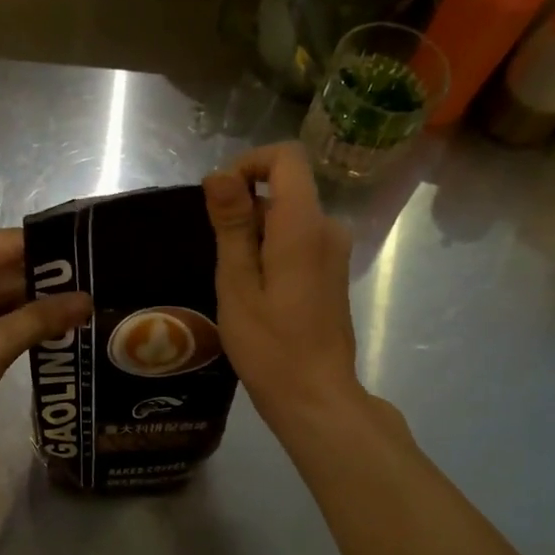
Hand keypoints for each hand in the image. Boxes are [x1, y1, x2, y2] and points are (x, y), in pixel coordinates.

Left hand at [0, 229, 91, 461]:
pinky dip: (14, 322)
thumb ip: (42, 318)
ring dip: (35, 306)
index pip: (12, 243)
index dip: (56, 252)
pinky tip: (54, 330)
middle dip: (48, 283)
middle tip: (100, 290)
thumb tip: (88, 300)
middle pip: (6, 267)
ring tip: (87, 311)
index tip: (98, 261)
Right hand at [204, 143, 363, 434]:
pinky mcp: (332, 271)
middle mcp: (328, 229)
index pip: (286, 158)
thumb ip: (232, 224)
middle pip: (284, 190)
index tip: (220, 199)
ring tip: (236, 283)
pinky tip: (256, 293)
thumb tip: (220, 174)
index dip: (249, 164)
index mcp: (303, 226)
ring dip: (255, 236)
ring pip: (287, 218)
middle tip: (222, 261)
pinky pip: (298, 240)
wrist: (315, 396)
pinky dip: (271, 251)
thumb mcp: (237, 283)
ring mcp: (334, 251)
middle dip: (245, 210)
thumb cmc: (269, 345)